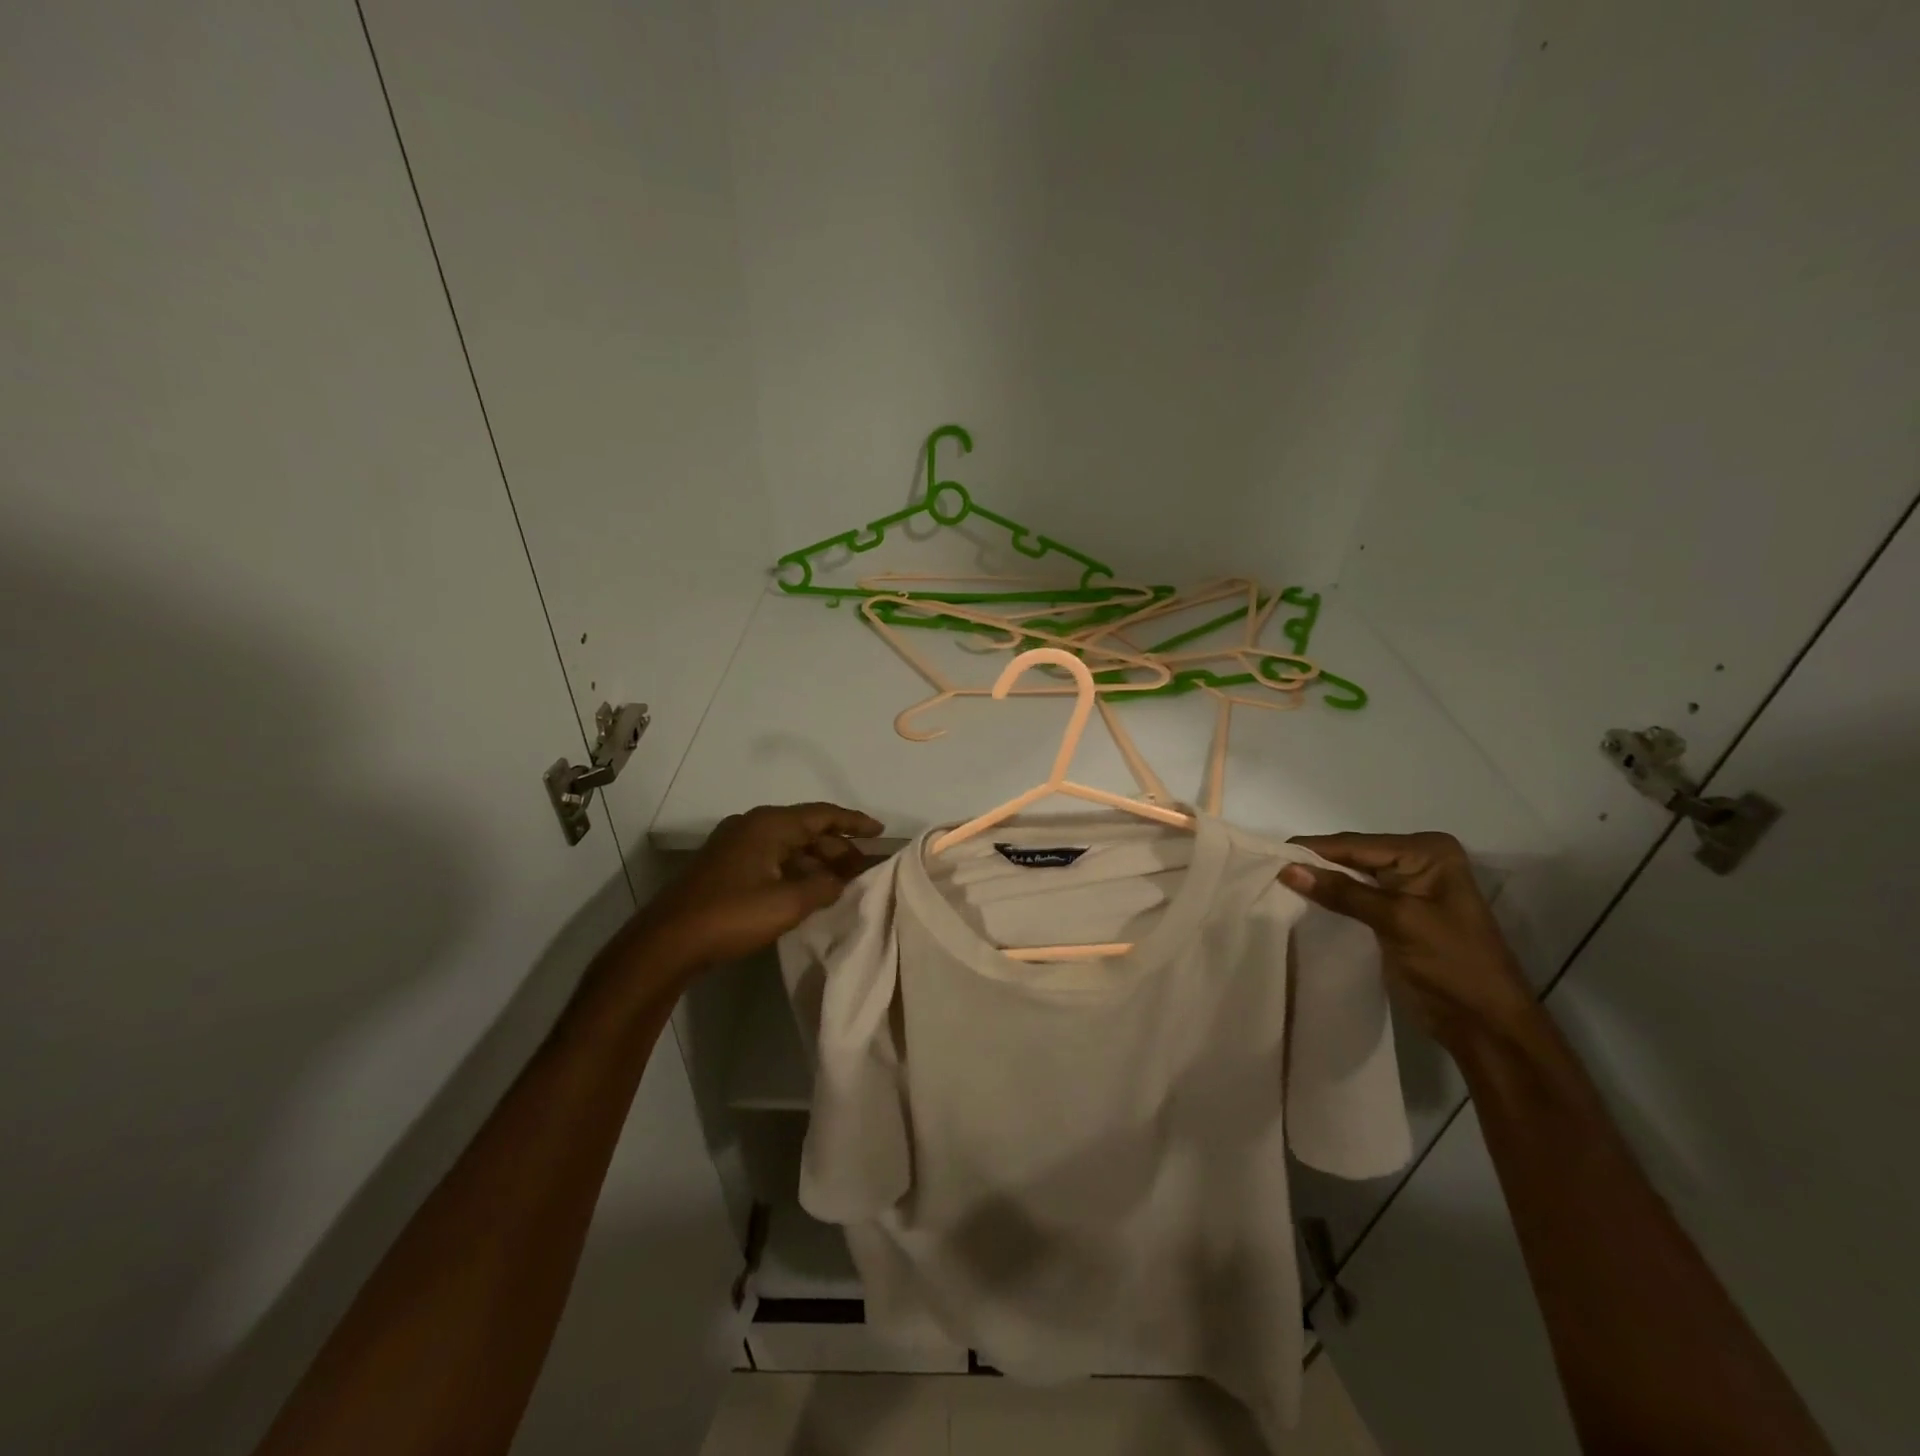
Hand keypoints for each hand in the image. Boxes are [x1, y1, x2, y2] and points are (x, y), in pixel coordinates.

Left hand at [636, 802, 882, 970]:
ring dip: (817, 862)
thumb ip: (822, 887)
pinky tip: (810, 892)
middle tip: (866, 867)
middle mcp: (753, 826)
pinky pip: (773, 860)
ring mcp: (736, 846)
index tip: (880, 832)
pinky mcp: (726, 867)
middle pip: (806, 830)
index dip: (854, 823)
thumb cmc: (731, 915)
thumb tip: (840, 881)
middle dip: (838, 848)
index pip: (823, 814)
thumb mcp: (787, 903)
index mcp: (769, 824)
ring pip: (789, 847)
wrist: (667, 942)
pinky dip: (796, 871)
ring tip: (844, 882)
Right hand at [1280, 831, 1536, 1051]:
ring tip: (1274, 881)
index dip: (1313, 850)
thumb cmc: (1453, 965)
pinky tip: (1301, 899)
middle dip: (1314, 863)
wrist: (1486, 1025)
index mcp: (1428, 851)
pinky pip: (1354, 895)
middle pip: (1352, 856)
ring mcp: (1407, 887)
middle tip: (1265, 868)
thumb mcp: (1397, 921)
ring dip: (1319, 880)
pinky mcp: (1396, 912)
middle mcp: (1418, 860)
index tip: (1267, 854)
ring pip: (1350, 875)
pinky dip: (1330, 897)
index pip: (1357, 845)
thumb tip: (1287, 869)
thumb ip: (1342, 893)